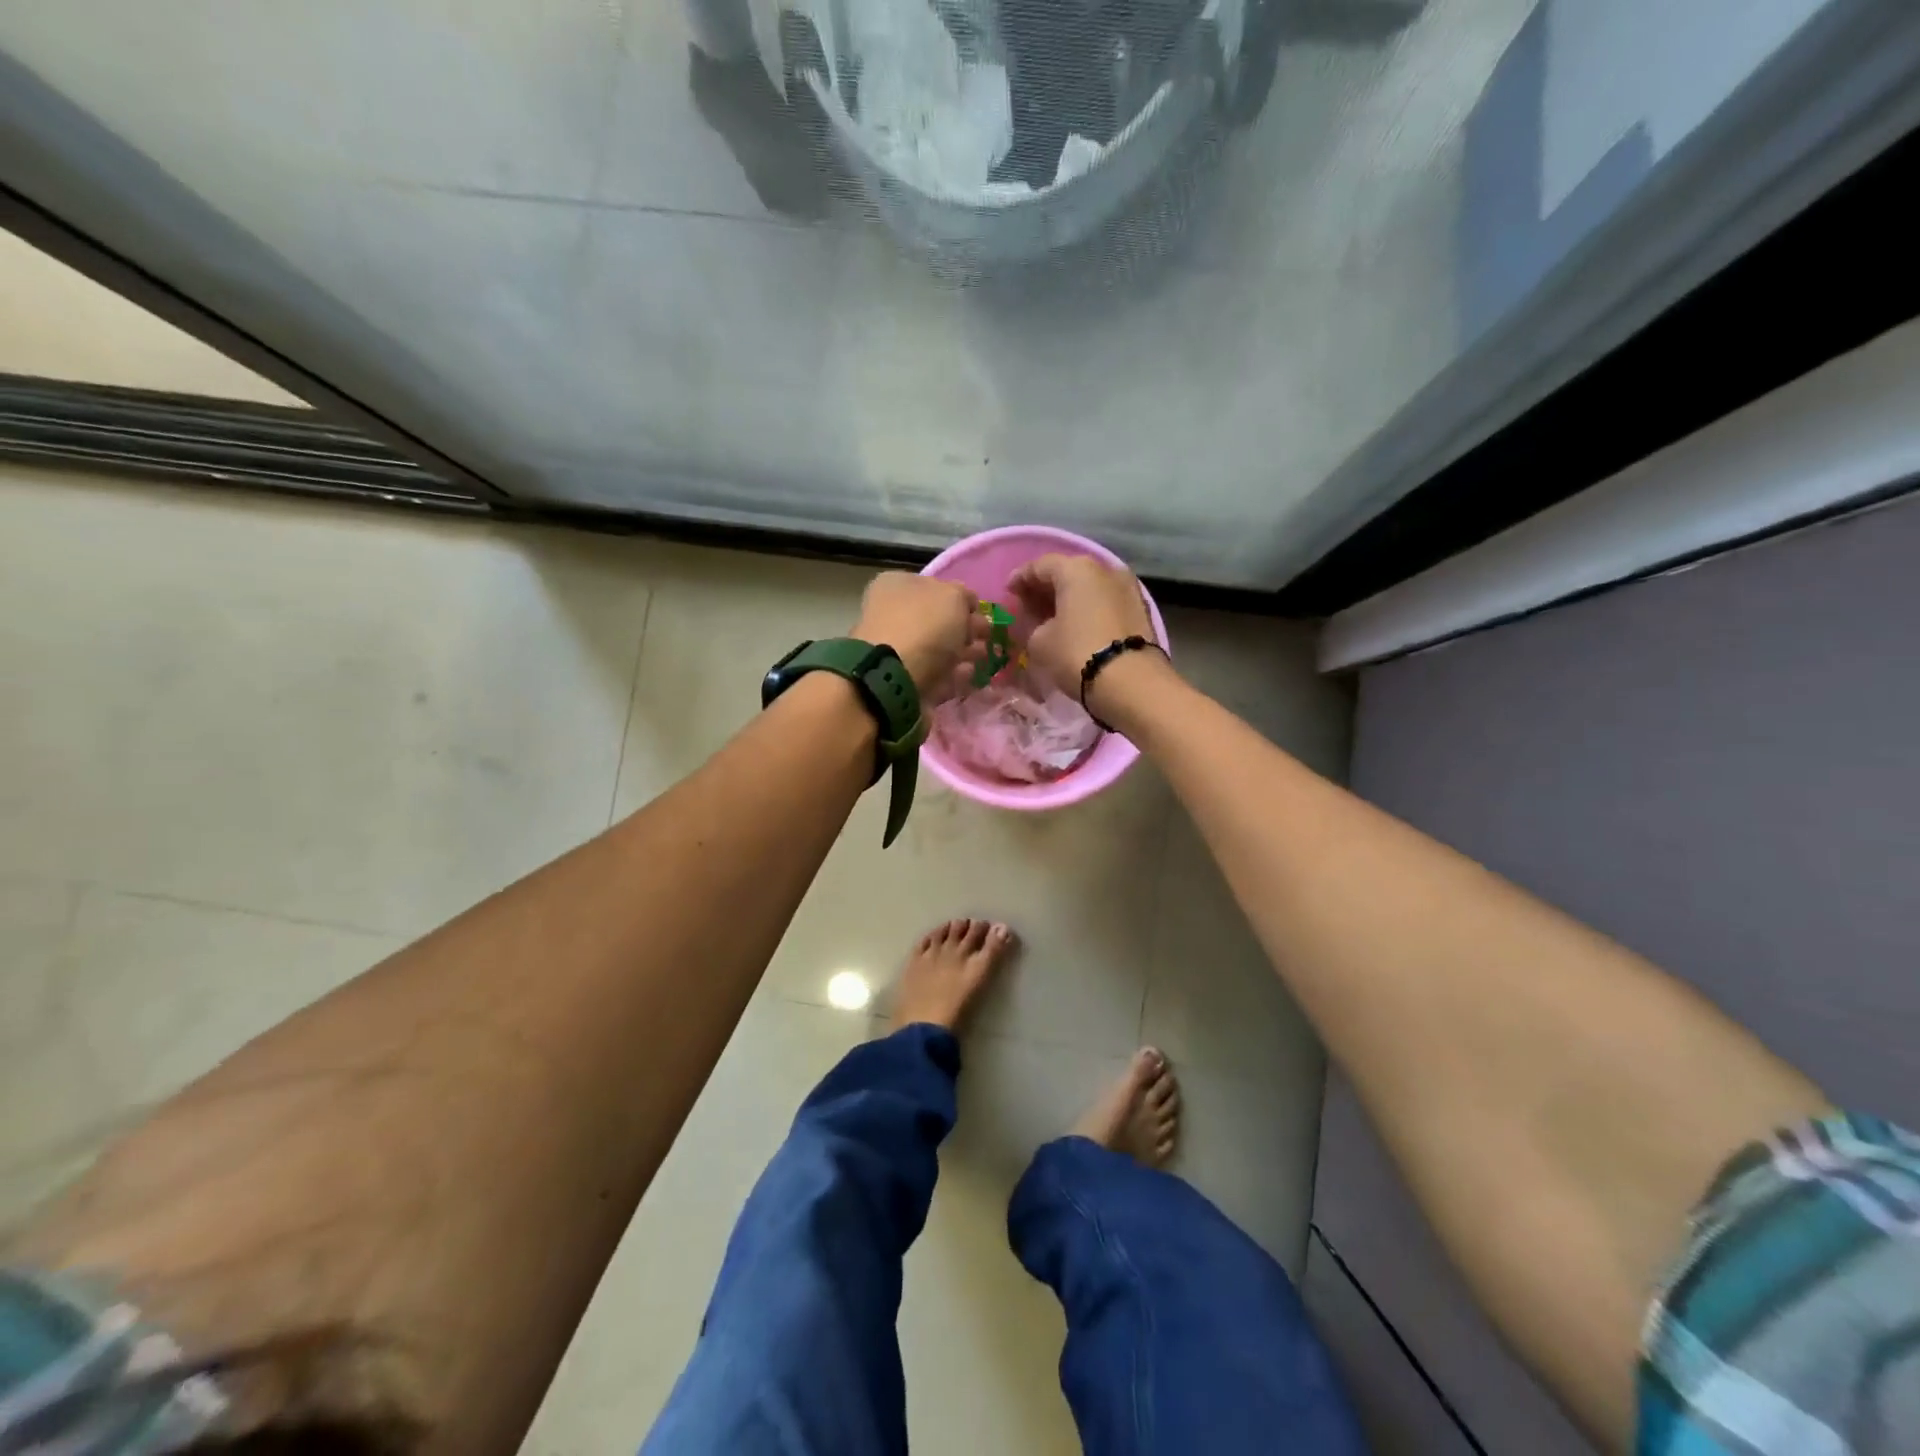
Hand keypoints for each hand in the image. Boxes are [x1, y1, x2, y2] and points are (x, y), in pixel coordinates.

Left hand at [853, 571, 986, 704]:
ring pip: (937, 649)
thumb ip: (964, 596)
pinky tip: (967, 675)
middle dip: (965, 629)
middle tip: (986, 637)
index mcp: (896, 586)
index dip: (961, 599)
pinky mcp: (902, 681)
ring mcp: (895, 650)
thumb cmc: (924, 625)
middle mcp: (891, 614)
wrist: (895, 677)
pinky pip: (934, 674)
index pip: (934, 587)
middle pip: (936, 620)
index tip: (981, 613)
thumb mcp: (953, 596)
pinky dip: (952, 674)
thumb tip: (967, 604)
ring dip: (962, 652)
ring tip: (981, 658)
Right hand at [1008, 553, 1156, 699]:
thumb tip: (1038, 623)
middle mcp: (1105, 570)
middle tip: (1028, 604)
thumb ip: (1031, 625)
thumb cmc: (1077, 653)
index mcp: (1076, 569)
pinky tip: (1076, 624)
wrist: (1131, 682)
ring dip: (1069, 599)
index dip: (1021, 578)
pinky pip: (1104, 602)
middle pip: (1068, 573)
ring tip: (1052, 616)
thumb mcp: (1039, 642)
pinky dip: (1088, 609)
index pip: (1040, 566)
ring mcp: (1127, 588)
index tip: (1009, 592)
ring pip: (1089, 587)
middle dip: (1046, 587)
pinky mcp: (1139, 610)